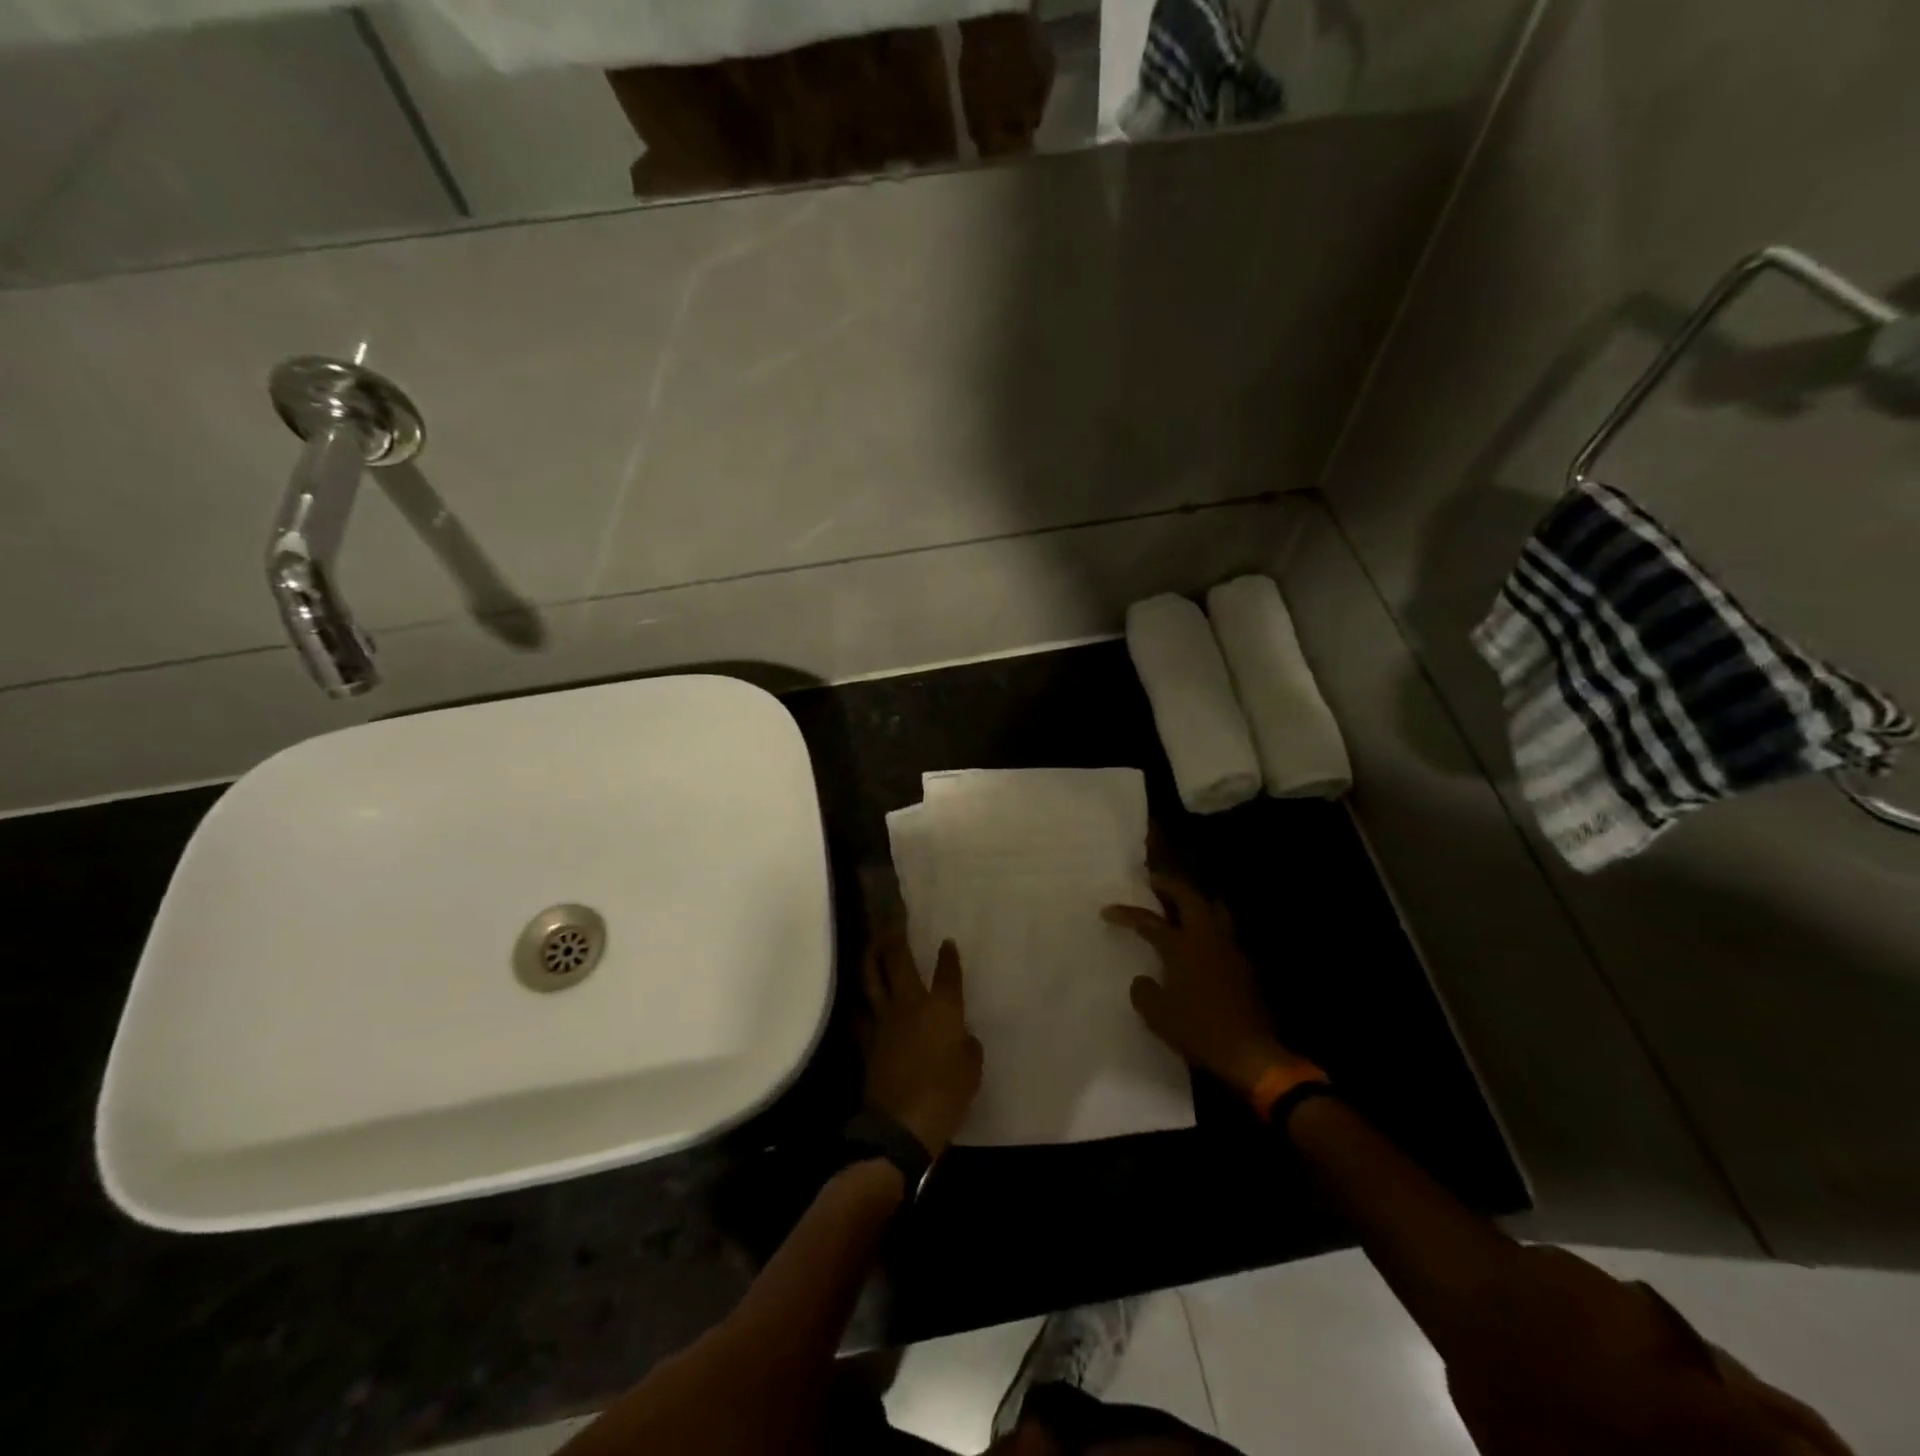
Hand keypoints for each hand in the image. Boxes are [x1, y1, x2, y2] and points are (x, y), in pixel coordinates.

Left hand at [860, 929, 983, 1157]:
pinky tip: (859, 998)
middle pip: (898, 961)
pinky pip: (859, 1012)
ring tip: (872, 945)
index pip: (947, 973)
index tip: (946, 942)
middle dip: (895, 938)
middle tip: (893, 923)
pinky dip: (859, 1002)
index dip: (948, 956)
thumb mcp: (971, 1069)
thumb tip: (961, 1036)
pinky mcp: (865, 1040)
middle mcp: (910, 1004)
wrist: (903, 1125)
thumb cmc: (947, 1094)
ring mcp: (883, 1020)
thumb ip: (967, 1045)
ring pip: (871, 978)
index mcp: (941, 1008)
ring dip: (871, 958)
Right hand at [1103, 874, 1304, 1097]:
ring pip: (1214, 910)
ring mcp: (1230, 950)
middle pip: (1190, 898)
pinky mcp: (1244, 966)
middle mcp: (1207, 939)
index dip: (1127, 913)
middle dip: (1170, 886)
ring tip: (1181, 904)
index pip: (1149, 921)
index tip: (1108, 910)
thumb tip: (1143, 981)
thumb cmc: (1199, 1029)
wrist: (1250, 1053)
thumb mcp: (1157, 1014)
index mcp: (1182, 946)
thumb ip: (1144, 991)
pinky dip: (1209, 927)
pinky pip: (1224, 933)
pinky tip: (1200, 941)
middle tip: (1154, 882)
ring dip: (1196, 902)